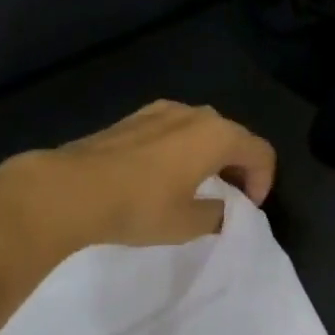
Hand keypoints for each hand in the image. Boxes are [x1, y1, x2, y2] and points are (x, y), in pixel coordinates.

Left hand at [0, 101, 276, 253]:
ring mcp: (159, 111)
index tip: (248, 208)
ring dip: (209, 156)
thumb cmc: (139, 206)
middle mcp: (193, 114)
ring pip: (200, 130)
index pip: (260, 152)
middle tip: (229, 197)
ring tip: (196, 186)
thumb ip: (216, 215)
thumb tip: (219, 209)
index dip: (263, 181)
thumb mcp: (187, 223)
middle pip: (232, 136)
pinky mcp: (132, 118)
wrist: (70, 189)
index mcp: (216, 134)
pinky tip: (162, 176)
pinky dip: (181, 150)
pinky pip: (172, 131)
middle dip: (238, 166)